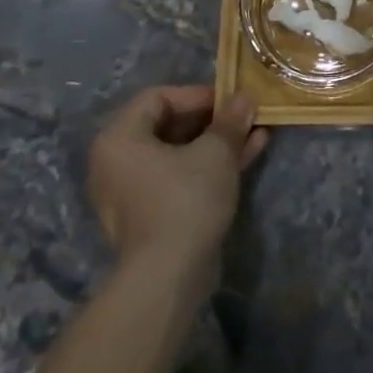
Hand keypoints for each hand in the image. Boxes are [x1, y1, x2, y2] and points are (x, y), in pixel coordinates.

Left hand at [87, 86, 267, 289]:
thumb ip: (230, 121)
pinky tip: (248, 156)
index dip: (198, 94)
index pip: (158, 98)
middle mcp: (117, 162)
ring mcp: (133, 192)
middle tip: (245, 116)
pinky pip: (180, 178)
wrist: (168, 278)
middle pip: (169, 125)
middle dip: (213, 119)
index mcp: (119, 138)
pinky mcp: (151, 215)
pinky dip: (209, 166)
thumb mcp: (215, 153)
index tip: (231, 100)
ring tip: (256, 133)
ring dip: (217, 142)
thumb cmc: (185, 200)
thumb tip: (245, 97)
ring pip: (180, 154)